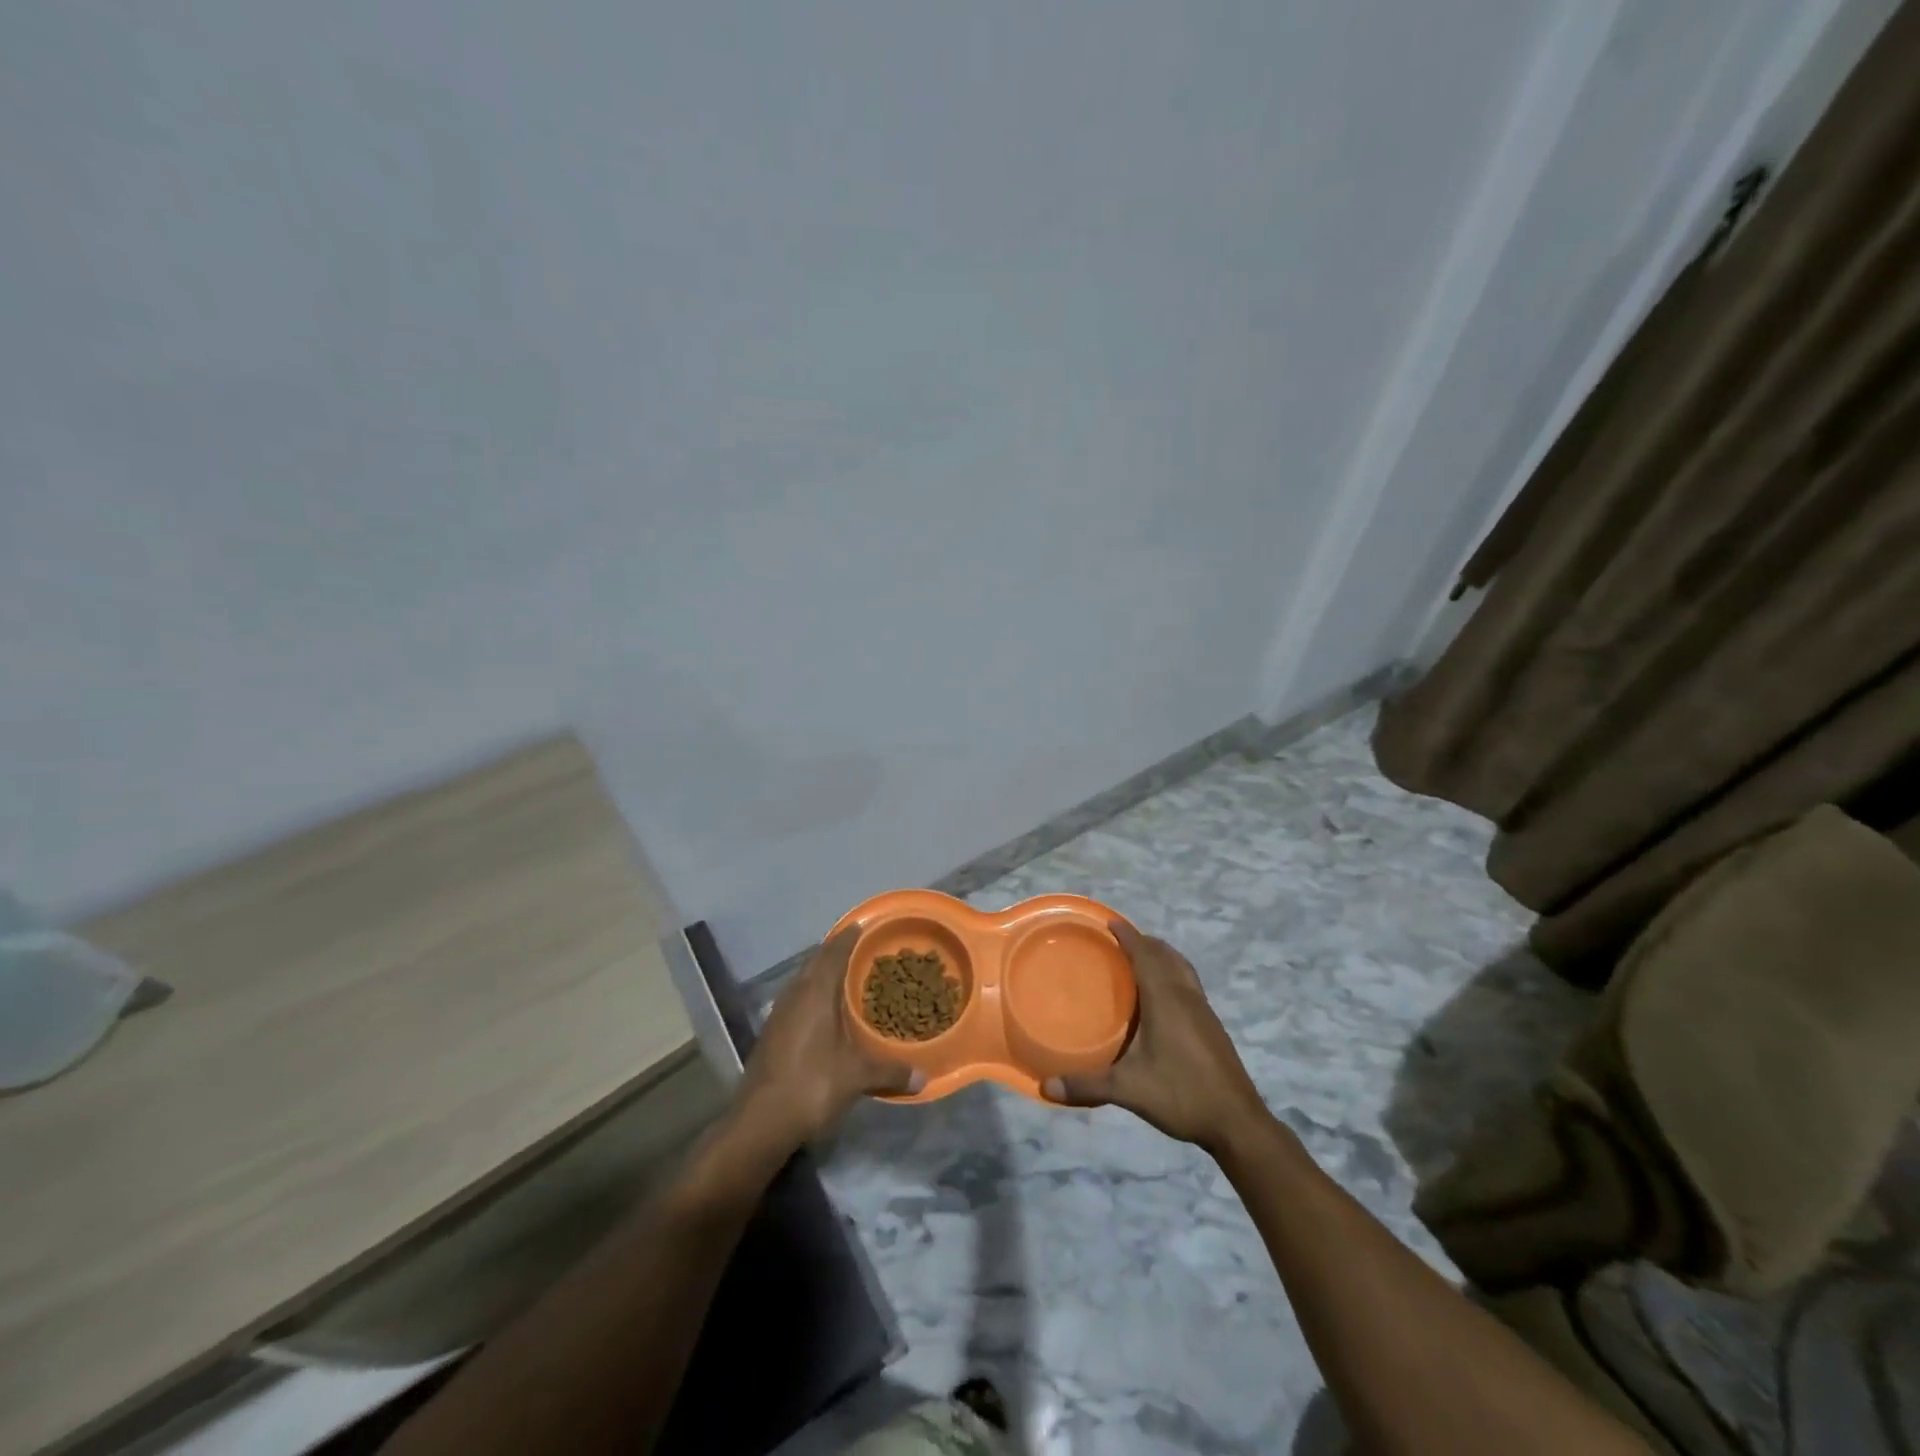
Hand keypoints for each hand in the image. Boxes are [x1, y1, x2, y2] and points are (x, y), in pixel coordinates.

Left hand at [736, 927, 921, 1148]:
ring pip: (803, 980)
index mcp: (815, 993)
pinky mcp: (771, 1032)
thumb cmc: (812, 1085)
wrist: (759, 1121)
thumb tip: (923, 1077)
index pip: (833, 952)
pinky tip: (825, 1011)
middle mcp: (795, 994)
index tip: (863, 924)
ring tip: (846, 975)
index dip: (849, 937)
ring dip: (822, 973)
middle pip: (816, 961)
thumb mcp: (857, 1077)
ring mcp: (779, 1013)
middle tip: (860, 949)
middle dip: (836, 952)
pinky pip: (796, 999)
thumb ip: (890, 1071)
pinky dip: (812, 994)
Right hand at [1044, 921, 1265, 1152]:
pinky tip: (1164, 997)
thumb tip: (1046, 1086)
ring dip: (1162, 955)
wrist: (1237, 1122)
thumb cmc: (1182, 1095)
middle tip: (1119, 940)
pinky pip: (1189, 983)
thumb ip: (1088, 1085)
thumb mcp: (1129, 1090)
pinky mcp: (1212, 1025)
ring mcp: (1204, 1010)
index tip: (1110, 922)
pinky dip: (1173, 973)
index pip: (1145, 955)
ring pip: (1182, 968)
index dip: (1128, 936)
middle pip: (1166, 955)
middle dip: (1144, 942)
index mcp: (1166, 1000)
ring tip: (1142, 958)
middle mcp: (1186, 996)